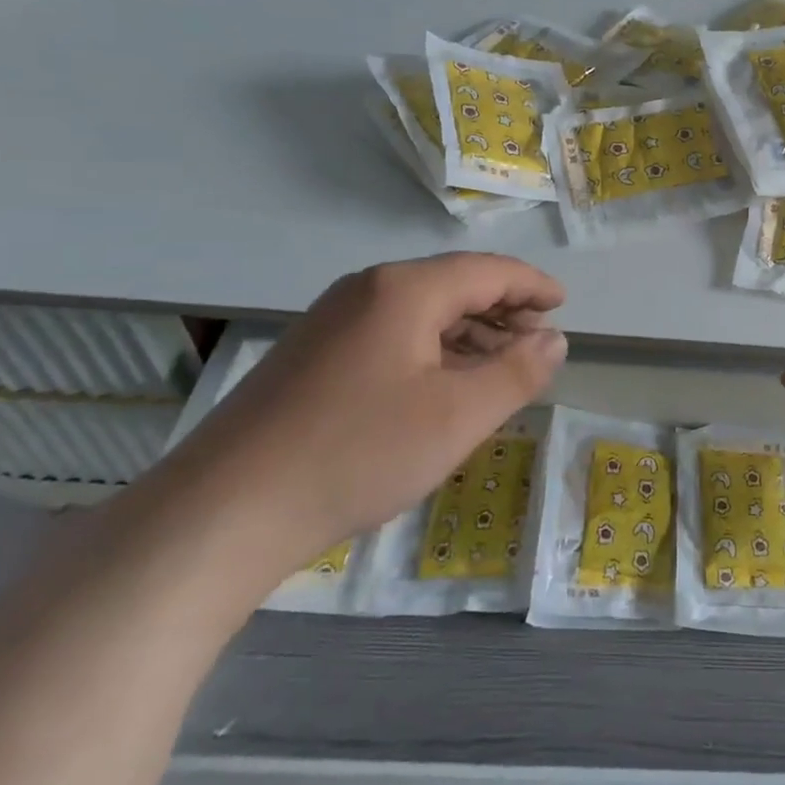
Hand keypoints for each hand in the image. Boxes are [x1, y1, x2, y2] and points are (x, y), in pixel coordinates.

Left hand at [171, 254, 567, 577]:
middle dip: (502, 310)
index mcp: (404, 290)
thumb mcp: (457, 417)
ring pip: (419, 313)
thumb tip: (554, 339)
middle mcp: (366, 291)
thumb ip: (517, 373)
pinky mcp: (310, 357)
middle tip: (538, 341)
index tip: (563, 304)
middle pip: (452, 286)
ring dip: (467, 333)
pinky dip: (431, 351)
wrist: (222, 513)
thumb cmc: (357, 453)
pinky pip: (389, 336)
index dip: (531, 285)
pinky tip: (440, 386)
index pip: (487, 271)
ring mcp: (331, 322)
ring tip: (499, 365)